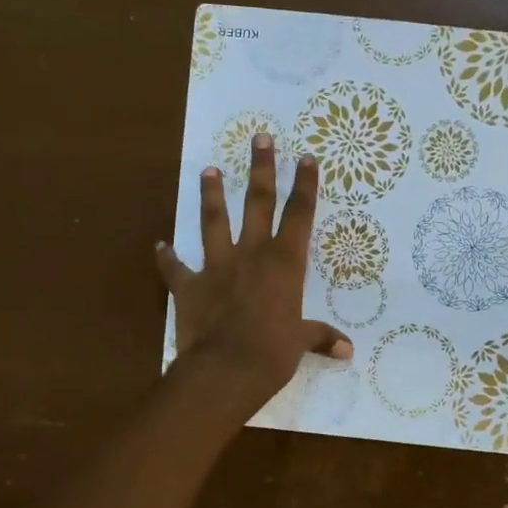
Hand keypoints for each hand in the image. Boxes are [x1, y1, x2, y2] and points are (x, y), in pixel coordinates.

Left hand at [157, 134, 351, 415]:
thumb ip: (321, 338)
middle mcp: (251, 255)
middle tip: (259, 137)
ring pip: (214, 222)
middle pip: (258, 204)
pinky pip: (174, 268)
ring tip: (209, 170)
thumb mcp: (301, 342)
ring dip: (212, 196)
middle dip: (261, 169)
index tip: (305, 157)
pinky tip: (159, 245)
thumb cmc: (272, 353)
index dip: (304, 186)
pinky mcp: (189, 286)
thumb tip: (348, 351)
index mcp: (284, 264)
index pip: (299, 216)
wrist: (224, 370)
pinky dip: (166, 257)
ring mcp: (217, 267)